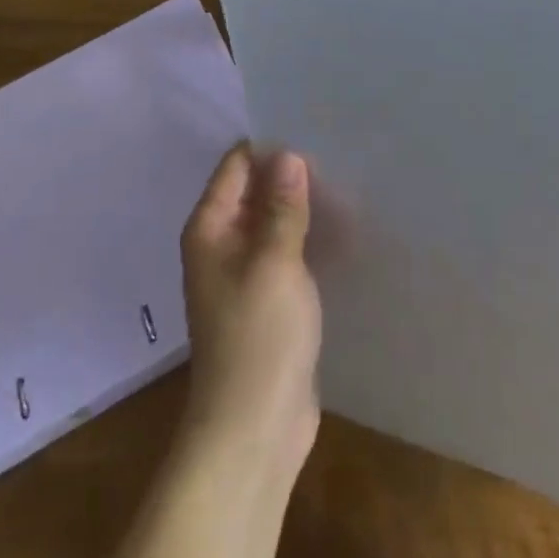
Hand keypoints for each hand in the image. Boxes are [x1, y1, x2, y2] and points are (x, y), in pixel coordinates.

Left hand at [178, 141, 321, 480]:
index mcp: (211, 227)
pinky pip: (286, 253)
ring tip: (347, 182)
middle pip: (255, 192)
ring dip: (302, 207)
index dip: (269, 146)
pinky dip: (307, 238)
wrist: (254, 430)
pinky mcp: (268, 299)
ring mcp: (244, 273)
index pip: (236, 165)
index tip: (311, 127)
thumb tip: (288, 155)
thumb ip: (282, 207)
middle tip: (338, 151)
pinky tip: (342, 228)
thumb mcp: (274, 263)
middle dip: (290, 174)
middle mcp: (221, 243)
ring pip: (273, 223)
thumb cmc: (258, 338)